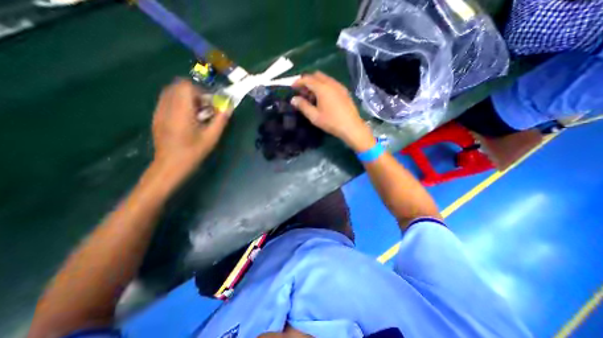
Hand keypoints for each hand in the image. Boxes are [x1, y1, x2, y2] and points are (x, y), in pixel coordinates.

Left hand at [152, 80, 231, 176]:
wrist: (170, 165)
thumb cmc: (193, 152)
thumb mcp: (211, 137)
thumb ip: (221, 120)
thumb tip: (229, 108)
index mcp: (181, 111)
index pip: (186, 86)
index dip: (200, 91)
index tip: (209, 103)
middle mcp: (167, 107)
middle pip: (178, 86)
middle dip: (194, 93)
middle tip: (204, 107)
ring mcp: (159, 111)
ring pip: (171, 92)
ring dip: (186, 98)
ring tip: (196, 113)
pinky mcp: (156, 117)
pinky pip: (167, 101)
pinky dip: (178, 103)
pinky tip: (186, 119)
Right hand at [291, 71, 375, 151]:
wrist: (351, 127)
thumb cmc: (331, 122)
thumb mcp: (314, 116)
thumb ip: (303, 106)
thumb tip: (293, 99)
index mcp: (322, 88)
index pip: (307, 79)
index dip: (298, 82)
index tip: (292, 88)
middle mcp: (331, 83)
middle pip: (316, 75)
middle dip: (307, 81)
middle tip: (303, 92)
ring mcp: (339, 86)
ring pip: (325, 78)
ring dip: (316, 83)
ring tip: (312, 96)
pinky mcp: (344, 91)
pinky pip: (331, 83)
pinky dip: (324, 85)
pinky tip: (323, 97)